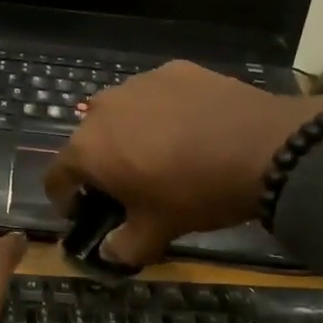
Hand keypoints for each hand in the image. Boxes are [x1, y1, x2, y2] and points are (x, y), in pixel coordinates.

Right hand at [44, 62, 322, 267]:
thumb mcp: (157, 232)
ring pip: (121, 114)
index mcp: (87, 149)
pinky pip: (155, 95)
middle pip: (88, 142)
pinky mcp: (173, 69)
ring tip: (163, 154)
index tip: (86, 213)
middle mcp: (102, 108)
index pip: (56, 177)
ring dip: (130, 135)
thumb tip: (109, 252)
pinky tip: (191, 129)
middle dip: (101, 165)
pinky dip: (162, 112)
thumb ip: (123, 246)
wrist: (265, 148)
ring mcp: (138, 83)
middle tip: (131, 186)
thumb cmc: (196, 193)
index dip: (66, 200)